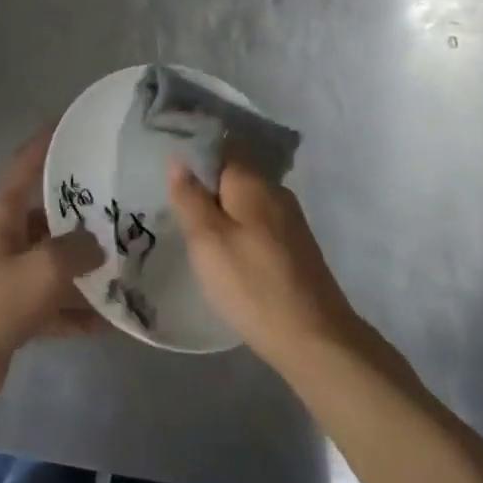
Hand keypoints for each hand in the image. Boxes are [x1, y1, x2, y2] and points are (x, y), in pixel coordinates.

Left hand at [0, 128, 104, 419]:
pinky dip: (76, 311)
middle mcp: (3, 243)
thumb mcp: (44, 268)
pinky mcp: (13, 316)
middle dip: (80, 218)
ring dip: (83, 269)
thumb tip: (98, 246)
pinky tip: (110, 320)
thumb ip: (77, 250)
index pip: (23, 171)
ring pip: (52, 265)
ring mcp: (8, 281)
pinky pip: (52, 305)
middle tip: (119, 211)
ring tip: (124, 266)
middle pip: (46, 221)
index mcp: (1, 219)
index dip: (43, 147)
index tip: (68, 128)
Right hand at [168, 160, 361, 368]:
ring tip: (193, 227)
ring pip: (246, 199)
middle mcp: (275, 190)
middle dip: (206, 182)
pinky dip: (239, 227)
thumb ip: (190, 197)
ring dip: (222, 207)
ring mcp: (290, 218)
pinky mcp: (295, 245)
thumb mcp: (207, 241)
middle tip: (173, 202)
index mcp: (252, 181)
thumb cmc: (251, 284)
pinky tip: (225, 249)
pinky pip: (258, 221)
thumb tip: (179, 159)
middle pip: (234, 172)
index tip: (169, 165)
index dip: (194, 151)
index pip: (221, 145)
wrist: (314, 337)